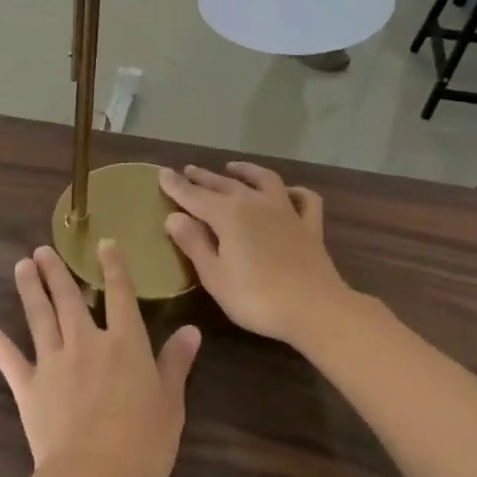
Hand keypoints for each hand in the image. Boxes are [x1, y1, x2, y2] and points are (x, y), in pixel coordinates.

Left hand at [0, 243, 200, 476]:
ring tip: (22, 264)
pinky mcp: (27, 384)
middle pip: (70, 298)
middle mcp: (86, 342)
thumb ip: (176, 363)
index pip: (120, 295)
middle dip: (58, 271)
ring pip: (39, 315)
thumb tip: (191, 330)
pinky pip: (4, 352)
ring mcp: (52, 361)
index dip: (114, 267)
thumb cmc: (142, 445)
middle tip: (43, 249)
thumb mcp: (170, 404)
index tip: (104, 244)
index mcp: (125, 344)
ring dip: (30, 287)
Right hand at [160, 163, 353, 345]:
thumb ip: (194, 244)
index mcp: (228, 215)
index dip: (176, 186)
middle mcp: (255, 203)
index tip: (162, 173)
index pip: (194, 196)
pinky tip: (288, 192)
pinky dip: (295, 192)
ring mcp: (286, 212)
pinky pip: (304, 200)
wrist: (315, 309)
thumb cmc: (256, 298)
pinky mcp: (309, 226)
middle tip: (188, 170)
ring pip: (264, 180)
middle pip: (224, 184)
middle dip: (204, 177)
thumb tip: (174, 217)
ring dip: (246, 171)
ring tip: (232, 167)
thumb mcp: (215, 276)